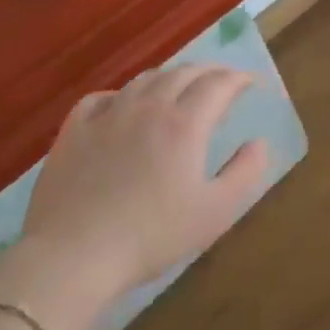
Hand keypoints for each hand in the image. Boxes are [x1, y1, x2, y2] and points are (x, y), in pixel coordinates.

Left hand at [0, 65, 270, 329]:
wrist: (71, 258)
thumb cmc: (151, 236)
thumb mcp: (216, 212)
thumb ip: (245, 172)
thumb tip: (259, 143)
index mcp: (185, 123)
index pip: (219, 83)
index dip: (240, 78)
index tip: (252, 84)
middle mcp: (149, 107)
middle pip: (184, 72)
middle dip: (210, 71)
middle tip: (223, 82)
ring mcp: (107, 116)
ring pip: (145, 79)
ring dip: (171, 77)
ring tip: (180, 89)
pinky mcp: (73, 132)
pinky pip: (101, 98)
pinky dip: (122, 94)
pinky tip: (123, 106)